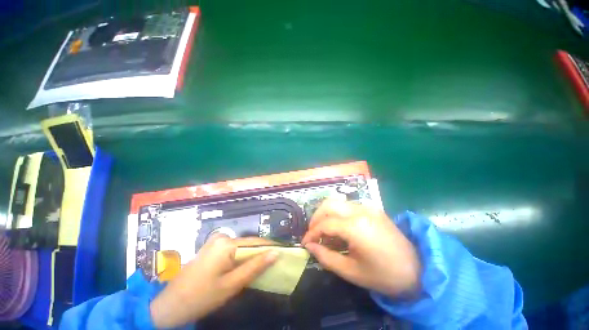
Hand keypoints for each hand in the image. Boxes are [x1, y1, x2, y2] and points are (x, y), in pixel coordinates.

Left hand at [150, 235, 277, 327]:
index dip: (270, 247)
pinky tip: (246, 267)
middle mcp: (222, 237)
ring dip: (252, 256)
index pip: (255, 242)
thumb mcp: (231, 285)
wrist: (169, 306)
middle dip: (261, 253)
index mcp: (226, 243)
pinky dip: (242, 258)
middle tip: (275, 262)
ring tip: (264, 266)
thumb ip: (255, 267)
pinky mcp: (213, 248)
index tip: (284, 252)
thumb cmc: (201, 297)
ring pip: (241, 247)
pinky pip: (233, 250)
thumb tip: (275, 253)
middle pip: (248, 244)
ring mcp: (216, 242)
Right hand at [301, 199, 420, 297]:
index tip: (305, 242)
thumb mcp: (351, 272)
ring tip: (324, 231)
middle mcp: (361, 210)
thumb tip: (309, 246)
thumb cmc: (384, 276)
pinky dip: (337, 214)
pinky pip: (348, 206)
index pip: (326, 223)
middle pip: (329, 204)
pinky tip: (339, 228)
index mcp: (357, 226)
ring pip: (338, 202)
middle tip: (313, 233)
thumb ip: (326, 257)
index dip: (312, 232)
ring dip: (326, 214)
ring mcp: (368, 206)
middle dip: (316, 218)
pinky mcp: (372, 208)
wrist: (418, 270)